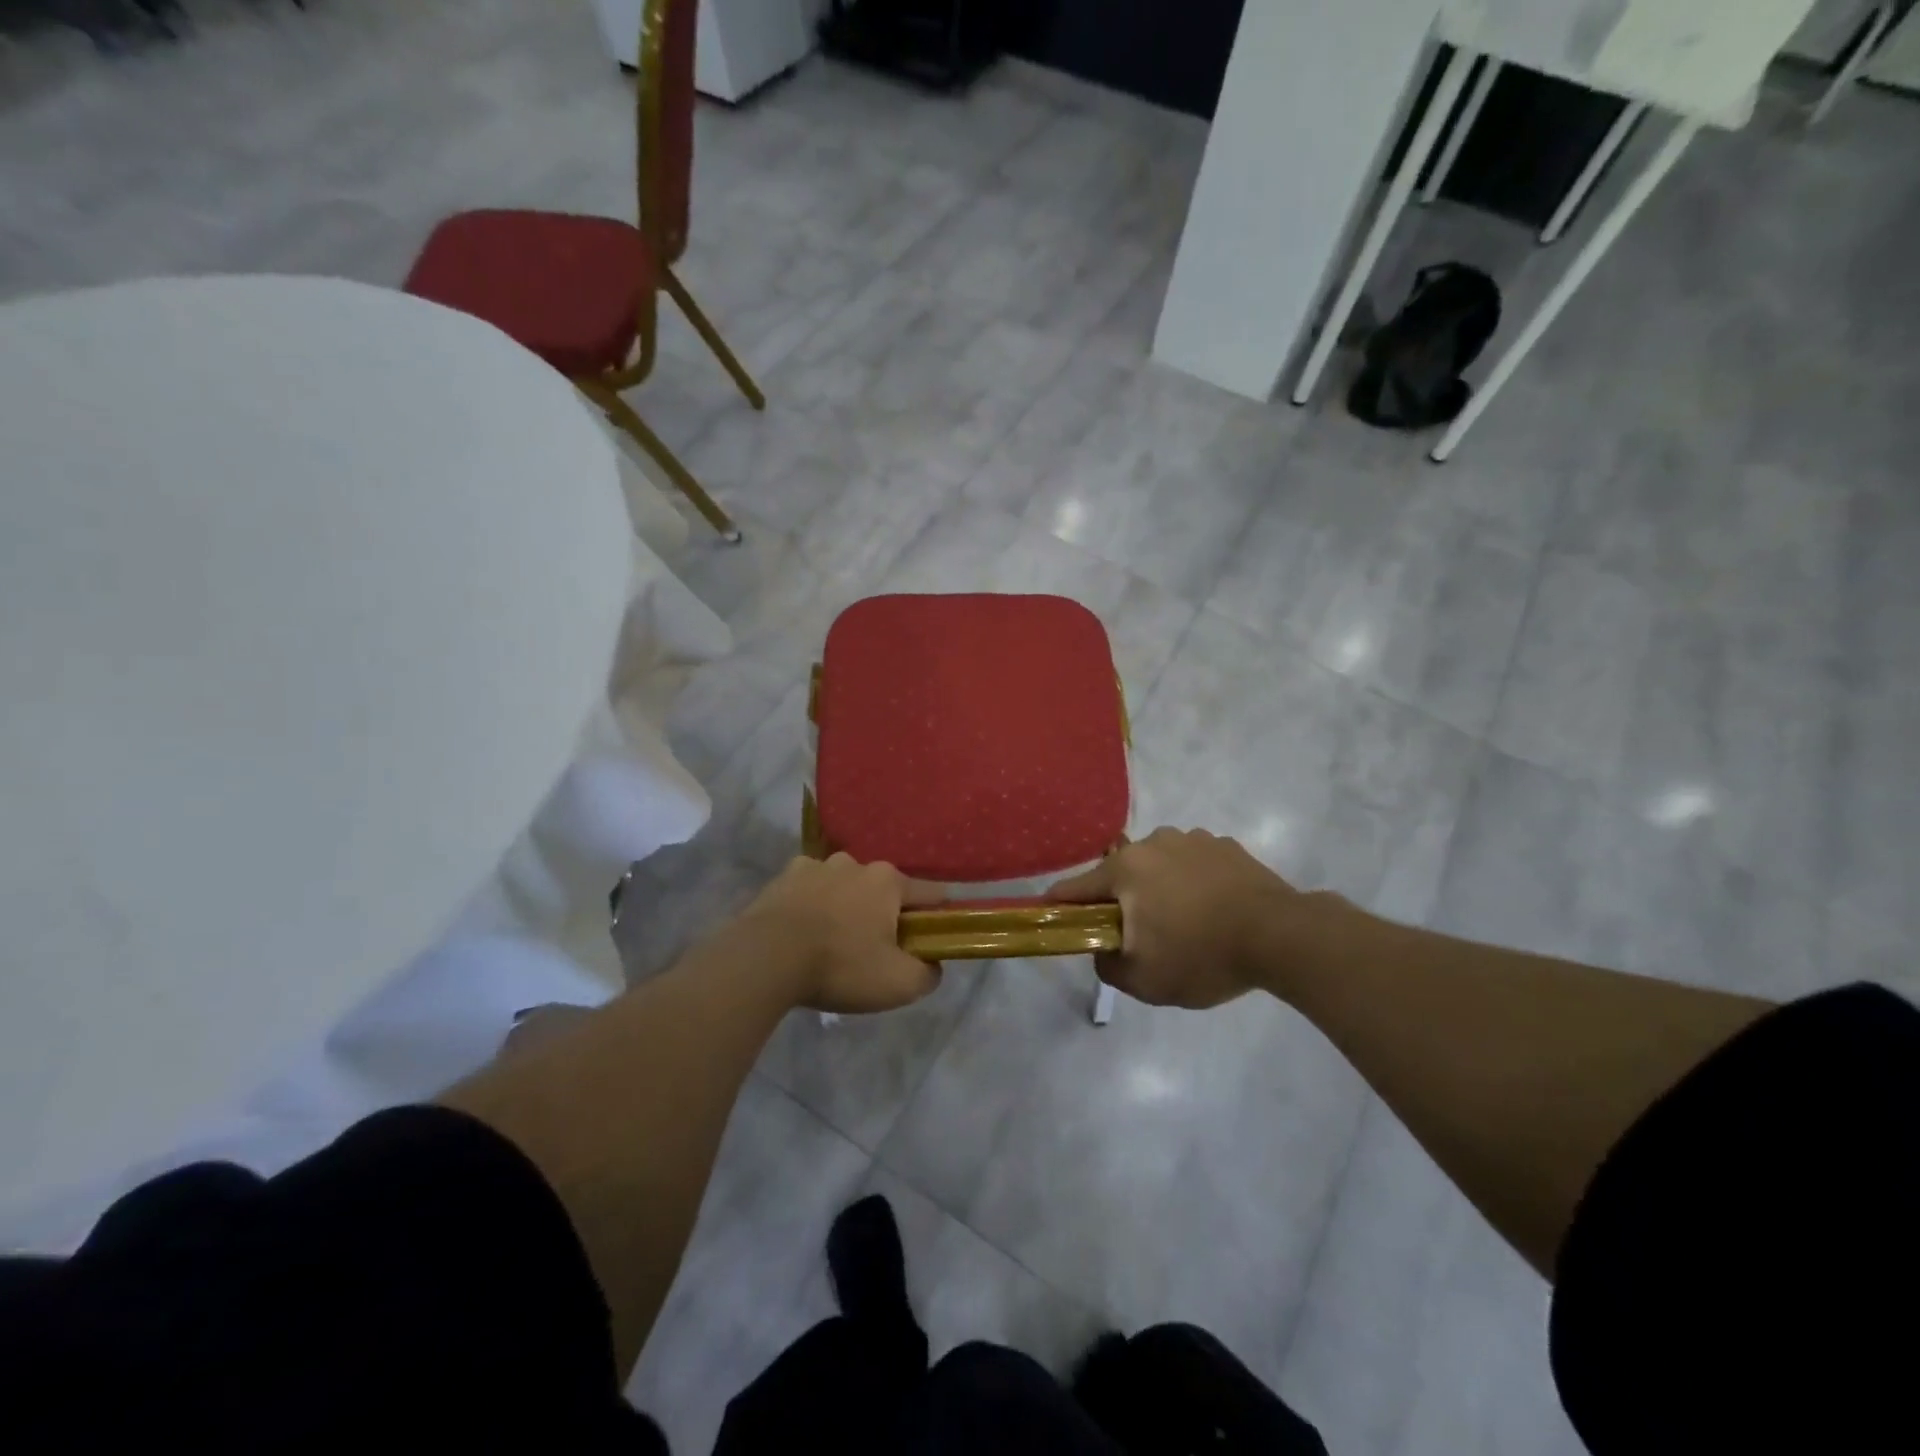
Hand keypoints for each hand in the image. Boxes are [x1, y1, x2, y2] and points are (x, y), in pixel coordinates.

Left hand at [736, 854, 945, 1013]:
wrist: (765, 959)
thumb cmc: (840, 965)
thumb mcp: (898, 984)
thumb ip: (928, 974)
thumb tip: (932, 964)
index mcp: (888, 881)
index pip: (930, 893)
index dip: (937, 916)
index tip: (933, 938)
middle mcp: (855, 863)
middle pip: (883, 891)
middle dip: (885, 915)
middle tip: (875, 952)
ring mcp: (815, 866)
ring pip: (844, 887)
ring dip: (845, 908)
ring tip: (832, 944)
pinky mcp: (782, 878)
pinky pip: (808, 891)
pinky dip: (811, 907)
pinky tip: (802, 933)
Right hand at [1048, 827, 1324, 1008]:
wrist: (1282, 936)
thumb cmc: (1202, 956)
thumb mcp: (1144, 981)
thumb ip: (1107, 966)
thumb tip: (1102, 949)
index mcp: (1126, 869)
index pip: (1076, 887)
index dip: (1062, 906)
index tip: (1055, 918)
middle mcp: (1154, 843)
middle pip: (1121, 875)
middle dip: (1121, 902)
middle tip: (1138, 936)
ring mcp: (1193, 839)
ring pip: (1159, 867)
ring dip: (1159, 889)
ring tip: (1184, 924)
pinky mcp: (1226, 846)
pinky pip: (1193, 865)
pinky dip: (1193, 884)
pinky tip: (1213, 910)